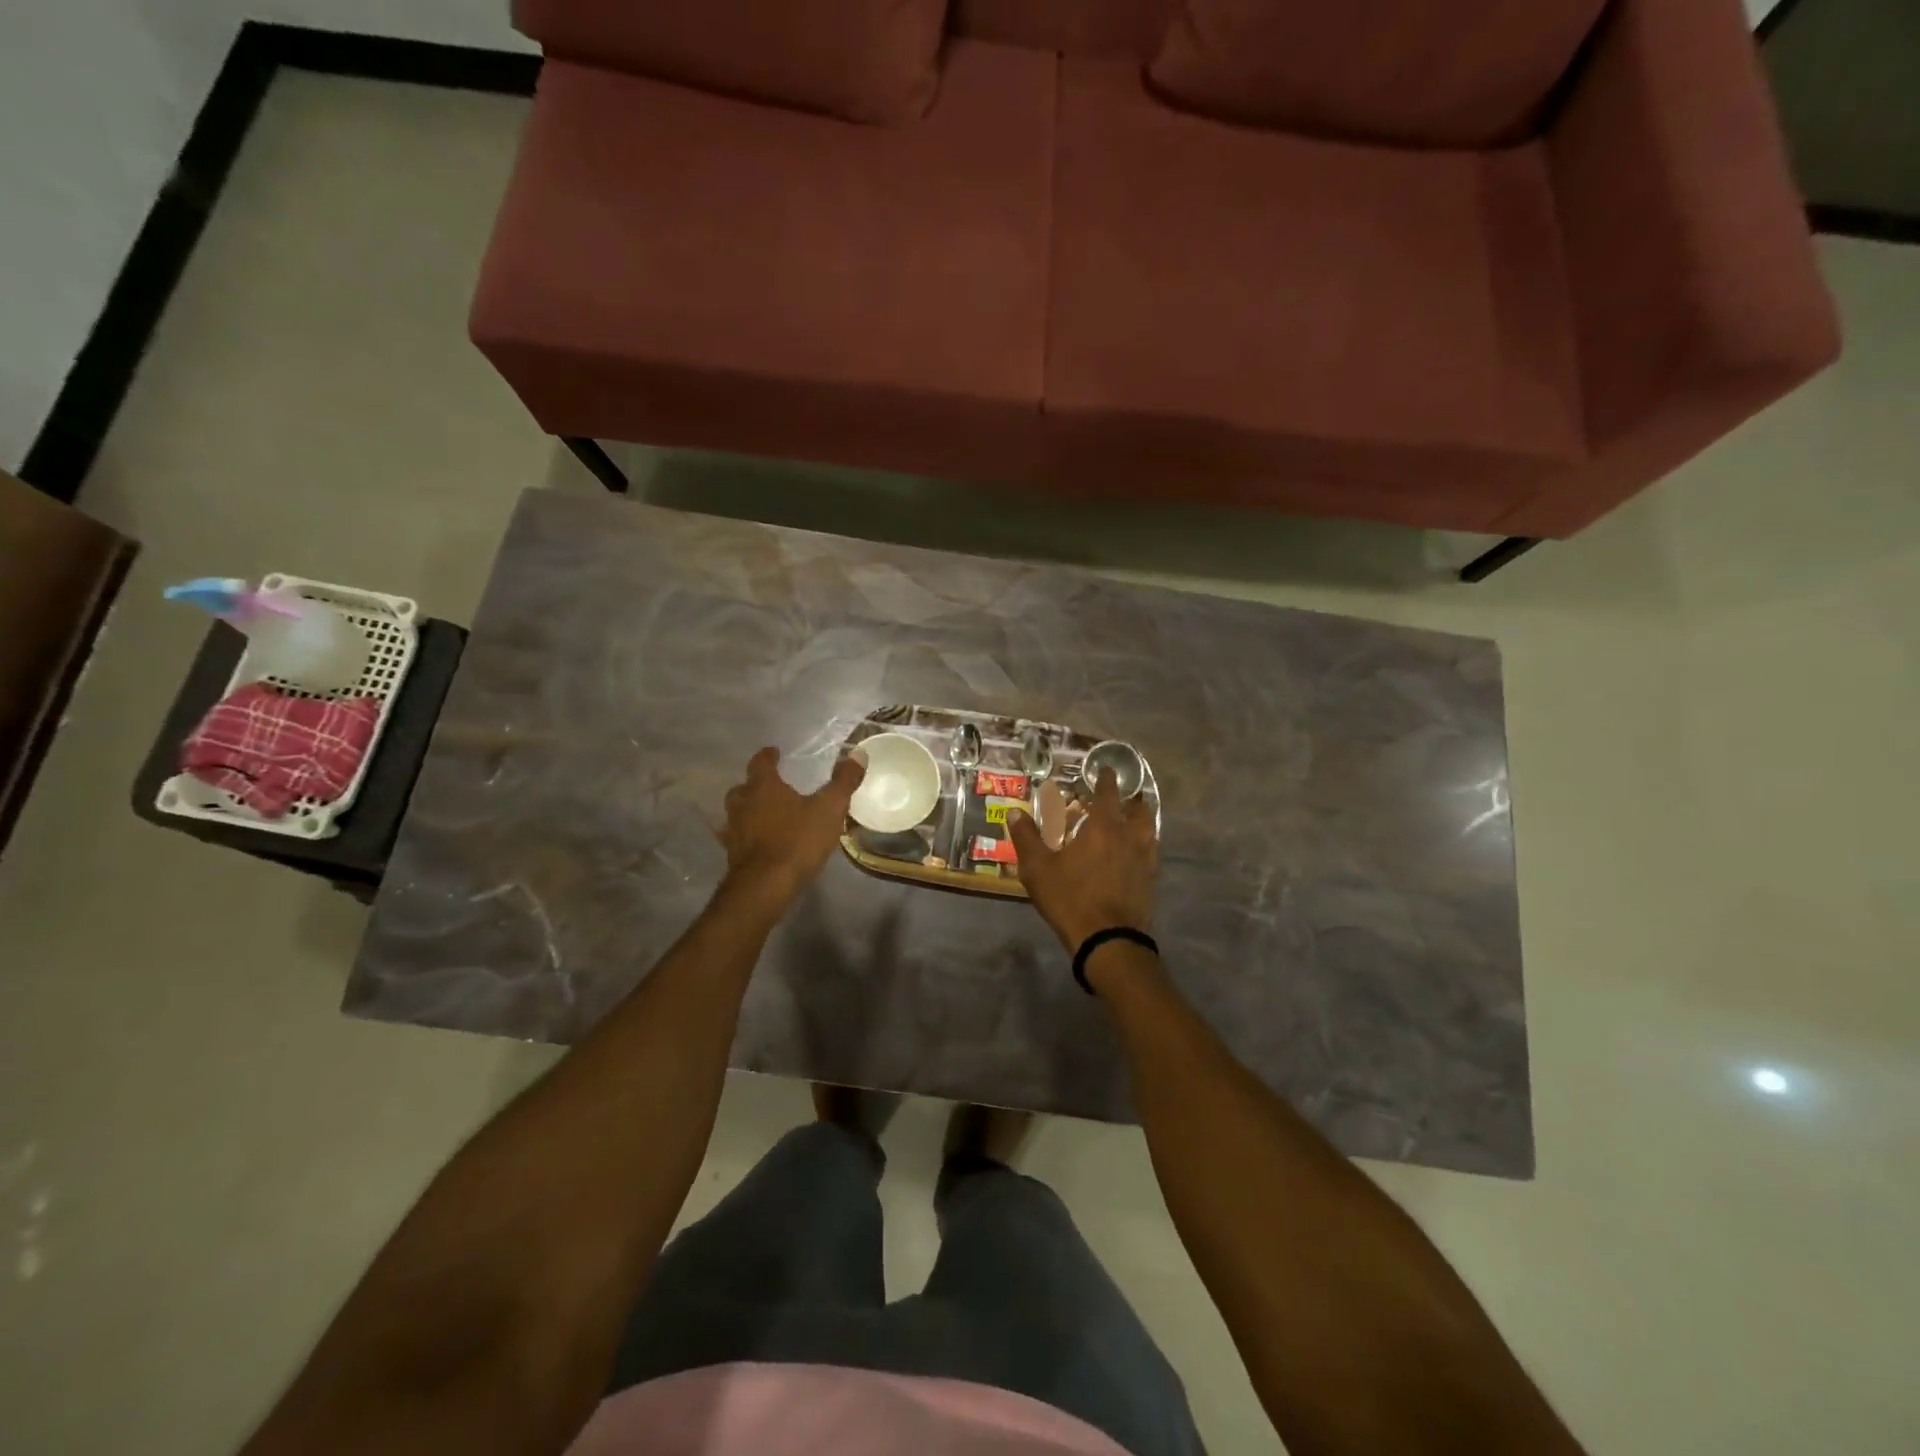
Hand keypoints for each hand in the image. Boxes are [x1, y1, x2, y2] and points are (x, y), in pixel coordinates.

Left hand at [718, 748, 864, 906]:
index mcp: (763, 787)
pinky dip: (744, 835)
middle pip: (743, 787)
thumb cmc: (798, 840)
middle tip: (769, 786)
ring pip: (736, 812)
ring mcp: (733, 830)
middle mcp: (742, 803)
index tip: (774, 752)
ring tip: (762, 814)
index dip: (768, 756)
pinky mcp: (732, 855)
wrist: (766, 885)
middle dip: (755, 784)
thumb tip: (858, 754)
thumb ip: (843, 781)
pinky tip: (755, 842)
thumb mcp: (829, 808)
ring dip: (747, 810)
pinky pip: (736, 838)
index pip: (761, 762)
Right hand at [1008, 767, 1157, 950]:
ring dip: (1141, 819)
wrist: (1108, 940)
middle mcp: (1129, 836)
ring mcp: (1145, 859)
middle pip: (1137, 809)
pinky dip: (1144, 843)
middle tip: (1121, 796)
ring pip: (1149, 829)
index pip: (1108, 793)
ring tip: (1132, 819)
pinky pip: (1151, 851)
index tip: (1105, 769)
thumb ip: (1027, 837)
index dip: (1106, 779)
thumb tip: (1014, 811)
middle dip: (1130, 799)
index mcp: (1103, 827)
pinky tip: (1134, 852)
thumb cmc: (1070, 898)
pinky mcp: (1151, 880)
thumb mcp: (1038, 868)